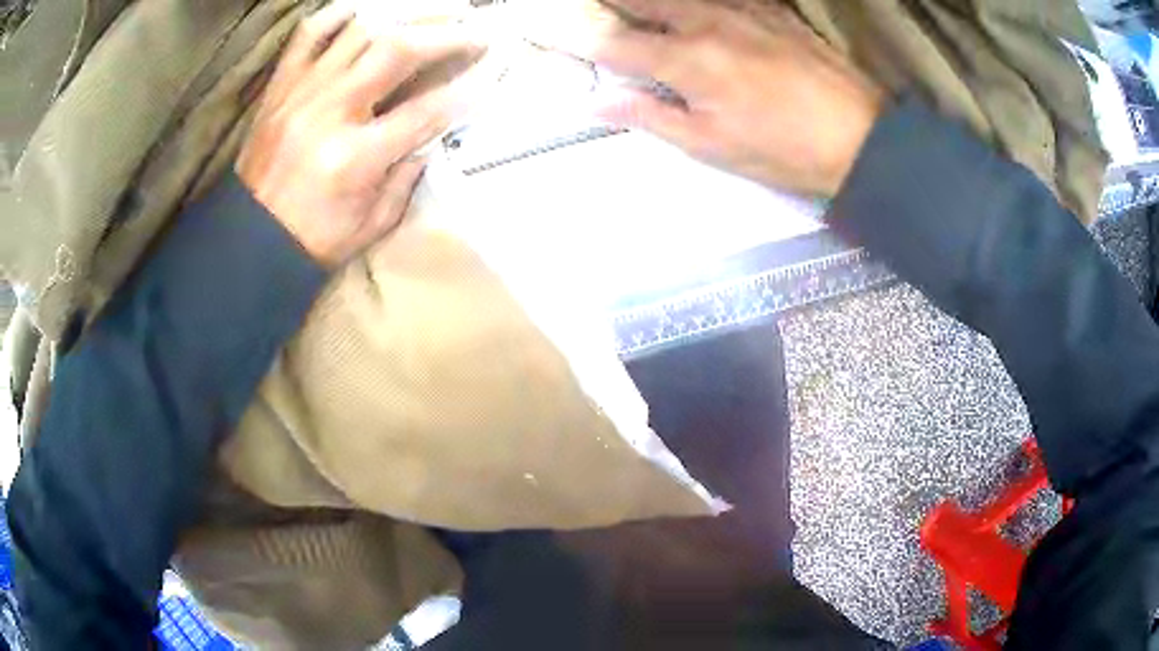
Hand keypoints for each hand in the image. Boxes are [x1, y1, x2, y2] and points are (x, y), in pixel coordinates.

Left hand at [237, 3, 485, 265]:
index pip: (426, 110)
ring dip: (403, 18)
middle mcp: (330, 112)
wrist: (250, 240)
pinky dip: (338, 15)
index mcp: (355, 157)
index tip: (492, 75)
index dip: (467, 90)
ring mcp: (302, 92)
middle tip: (474, 32)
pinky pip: (309, 34)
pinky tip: (363, 14)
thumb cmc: (314, 239)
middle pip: (397, 50)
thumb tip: (431, 134)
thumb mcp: (373, 222)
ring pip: (359, 30)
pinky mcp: (281, 86)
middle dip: (447, 35)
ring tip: (430, 19)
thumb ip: (406, 175)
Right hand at [537, 0, 884, 196]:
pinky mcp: (769, 8)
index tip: (539, 23)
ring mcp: (741, 9)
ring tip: (635, 12)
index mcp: (688, 62)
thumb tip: (596, 103)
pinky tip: (693, 12)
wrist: (861, 138)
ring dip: (649, 2)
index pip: (611, 40)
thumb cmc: (784, 151)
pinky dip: (695, 2)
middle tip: (588, 9)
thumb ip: (652, 117)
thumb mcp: (713, 147)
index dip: (570, 32)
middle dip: (607, 2)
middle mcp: (706, 22)